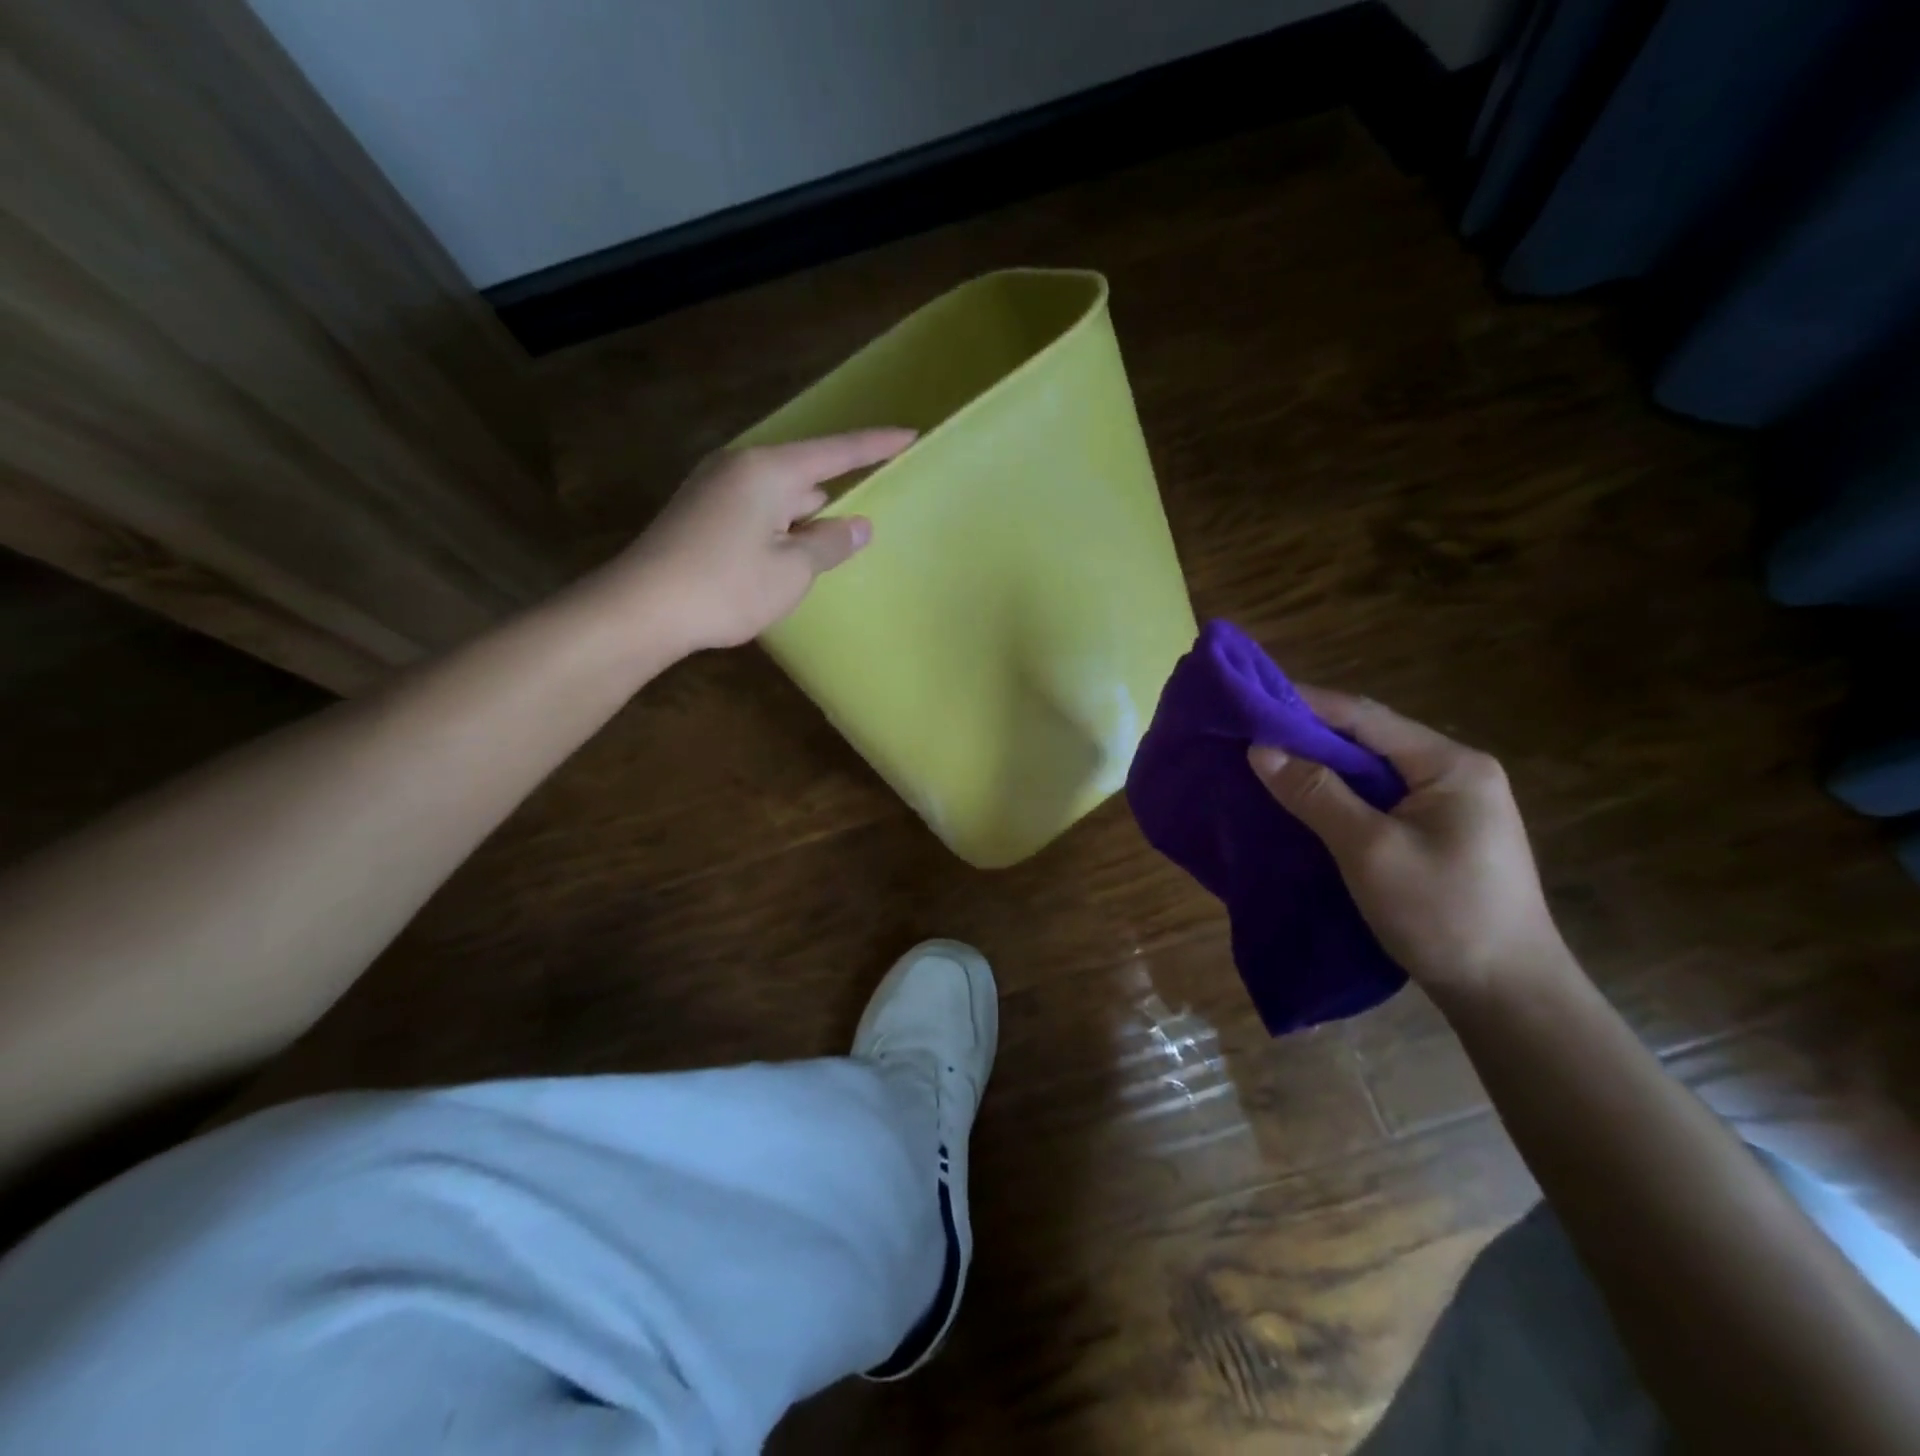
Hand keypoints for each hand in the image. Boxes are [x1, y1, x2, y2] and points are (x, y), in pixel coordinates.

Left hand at [615, 429, 914, 651]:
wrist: (641, 608)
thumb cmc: (726, 587)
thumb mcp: (792, 571)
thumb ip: (829, 544)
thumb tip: (857, 525)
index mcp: (769, 471)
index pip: (836, 452)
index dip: (875, 445)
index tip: (910, 435)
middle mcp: (740, 467)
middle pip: (804, 475)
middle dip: (832, 499)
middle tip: (859, 526)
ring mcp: (714, 488)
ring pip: (778, 496)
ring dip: (803, 521)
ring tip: (822, 554)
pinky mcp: (699, 512)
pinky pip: (755, 510)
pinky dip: (777, 528)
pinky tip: (782, 560)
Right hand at [1247, 687, 1572, 998]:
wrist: (1508, 995)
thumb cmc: (1442, 915)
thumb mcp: (1370, 850)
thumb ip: (1316, 794)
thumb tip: (1260, 748)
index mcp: (1451, 765)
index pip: (1366, 717)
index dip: (1306, 705)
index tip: (1252, 700)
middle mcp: (1456, 774)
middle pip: (1369, 741)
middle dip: (1309, 736)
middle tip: (1250, 735)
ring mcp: (1451, 806)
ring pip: (1373, 772)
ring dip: (1322, 767)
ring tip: (1267, 764)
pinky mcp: (1440, 834)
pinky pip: (1379, 800)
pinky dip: (1339, 796)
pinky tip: (1306, 802)